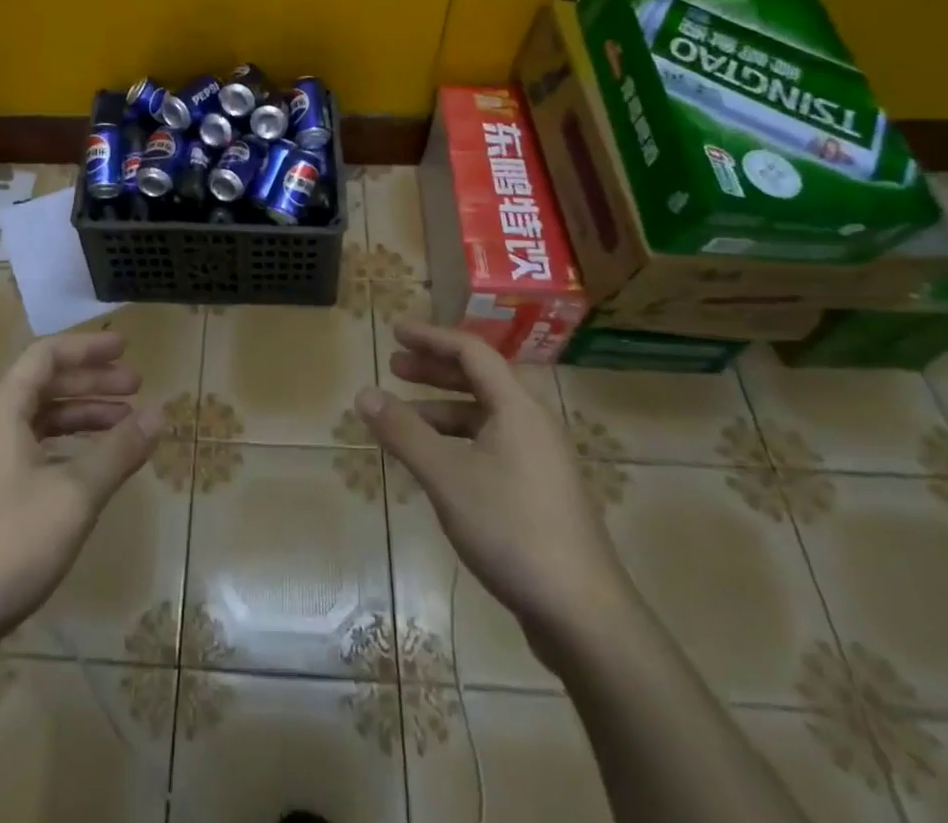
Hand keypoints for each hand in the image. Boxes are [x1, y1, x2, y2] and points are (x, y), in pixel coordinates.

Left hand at [0, 329, 162, 645]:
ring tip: (124, 425)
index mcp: (2, 412)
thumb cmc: (9, 545)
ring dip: (82, 416)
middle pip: (45, 386)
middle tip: (137, 388)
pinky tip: (93, 467)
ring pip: (40, 421)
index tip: (125, 349)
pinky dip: (67, 447)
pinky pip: (33, 451)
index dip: (87, 348)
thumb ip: (119, 450)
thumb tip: (160, 414)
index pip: (46, 356)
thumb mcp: (75, 495)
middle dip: (93, 383)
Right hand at [355, 321, 628, 661]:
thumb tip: (364, 393)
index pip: (471, 352)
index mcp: (517, 407)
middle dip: (435, 369)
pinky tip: (438, 464)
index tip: (395, 331)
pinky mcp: (541, 492)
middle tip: (396, 366)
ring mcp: (540, 459)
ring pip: (485, 416)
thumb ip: (404, 432)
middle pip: (480, 379)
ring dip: (444, 408)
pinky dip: (460, 440)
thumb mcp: (447, 477)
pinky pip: (492, 444)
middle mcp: (533, 423)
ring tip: (405, 419)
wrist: (583, 615)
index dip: (431, 337)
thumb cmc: (512, 530)